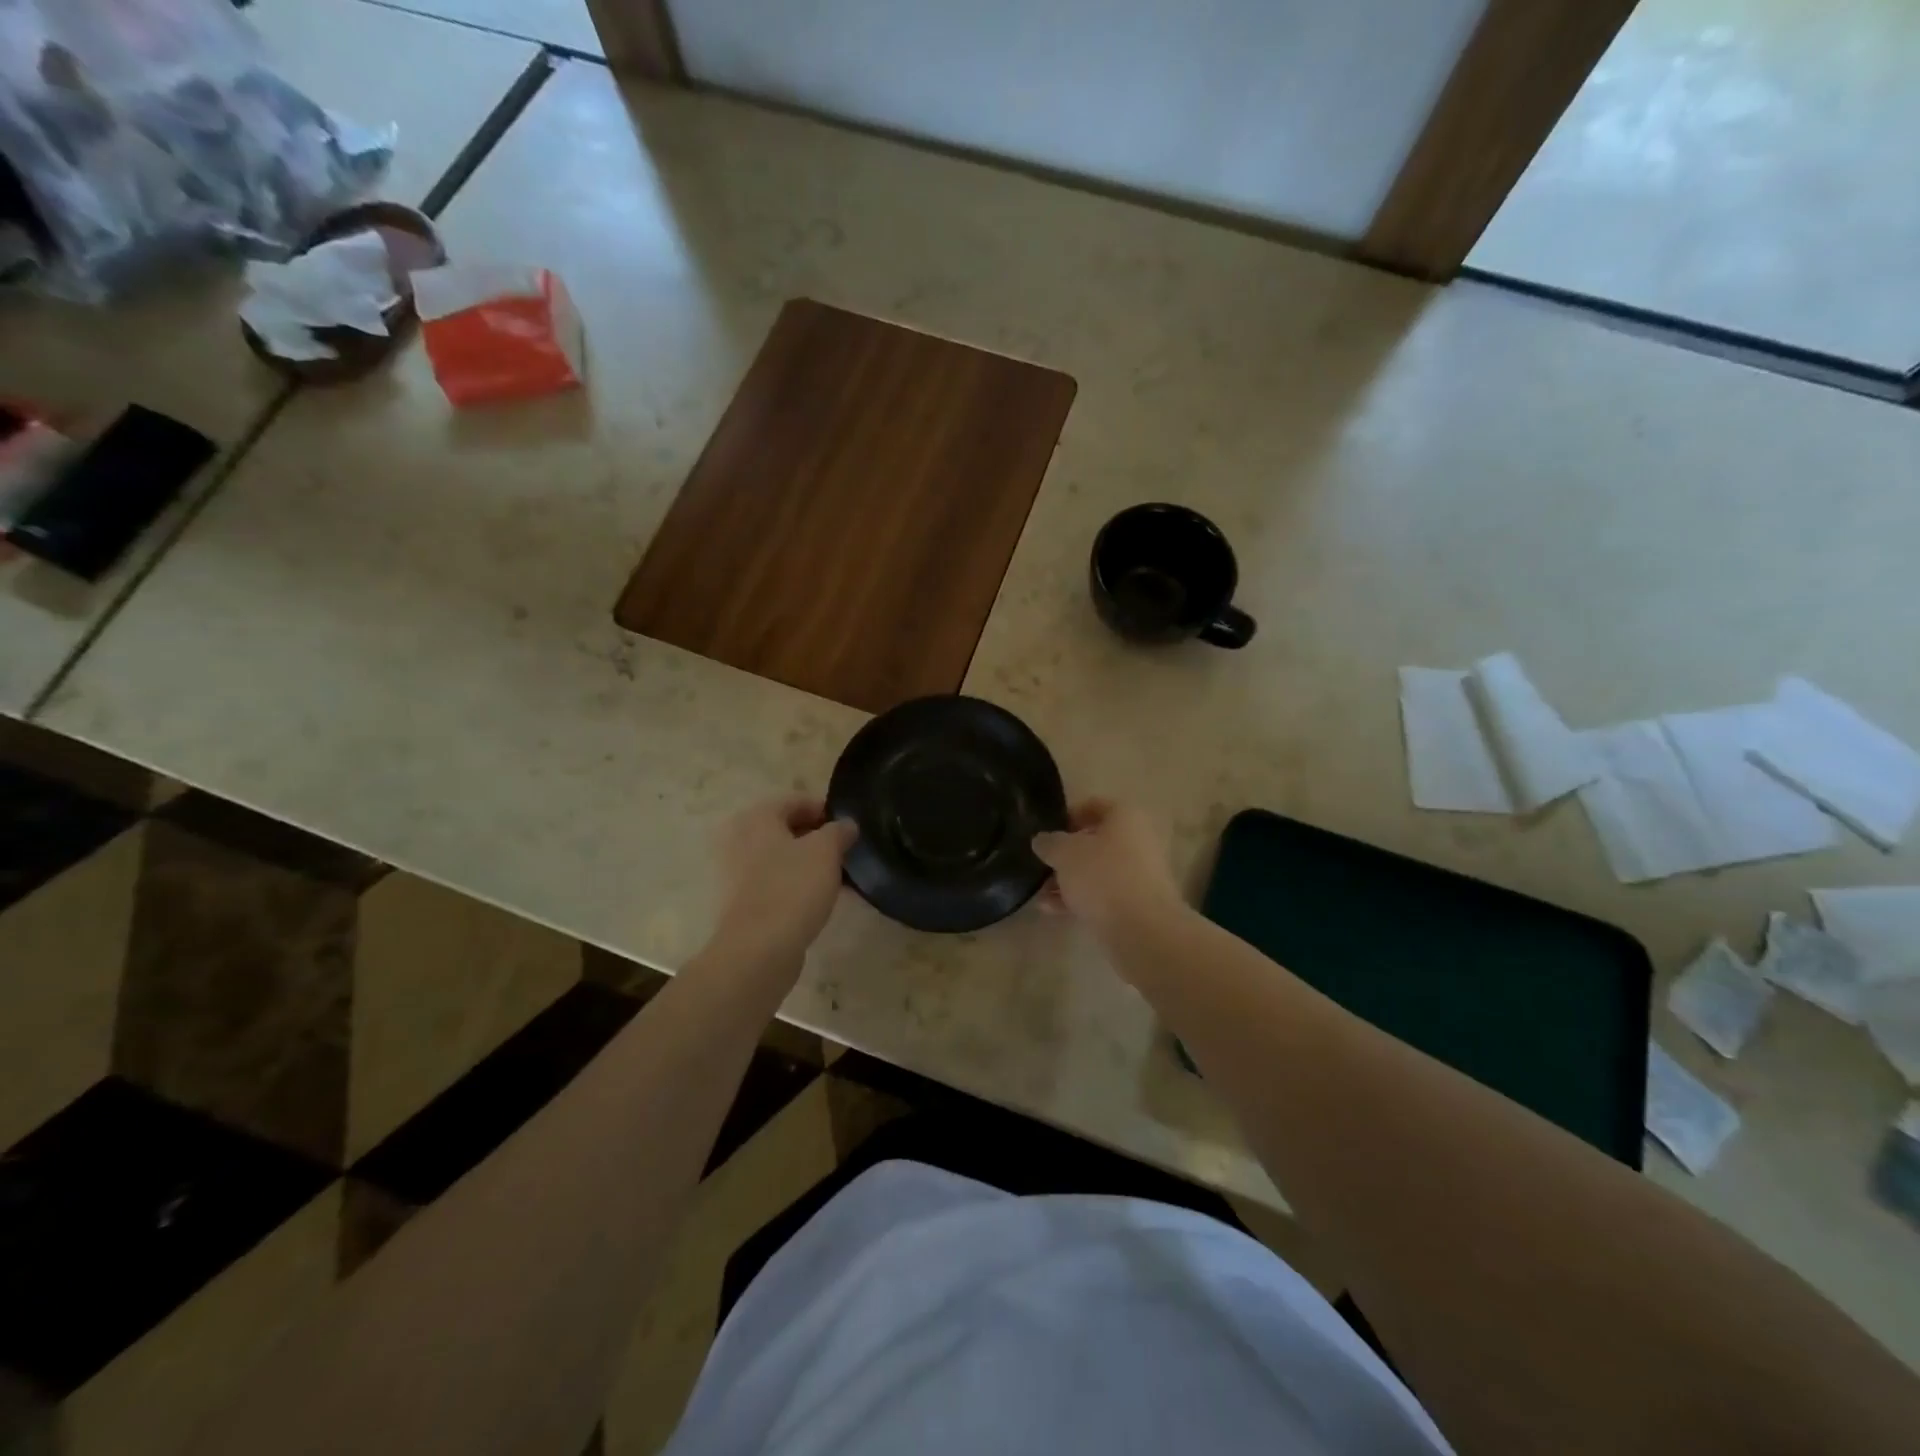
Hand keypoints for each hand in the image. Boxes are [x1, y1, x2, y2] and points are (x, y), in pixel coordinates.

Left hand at [709, 796, 856, 972]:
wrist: (758, 950)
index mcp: (756, 817)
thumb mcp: (826, 851)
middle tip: (845, 852)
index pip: (796, 800)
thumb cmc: (792, 888)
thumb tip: (846, 825)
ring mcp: (735, 872)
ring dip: (808, 863)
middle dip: (817, 838)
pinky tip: (818, 898)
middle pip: (786, 829)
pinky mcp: (740, 901)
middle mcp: (739, 838)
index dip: (826, 810)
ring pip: (780, 857)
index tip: (849, 828)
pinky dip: (795, 884)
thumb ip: (839, 831)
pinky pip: (774, 881)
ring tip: (836, 877)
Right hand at [1032, 799, 1181, 936]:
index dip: (1066, 816)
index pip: (1092, 805)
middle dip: (1065, 855)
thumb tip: (1042, 840)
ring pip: (1097, 870)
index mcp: (1125, 817)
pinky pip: (1103, 894)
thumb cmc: (1103, 877)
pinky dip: (1080, 899)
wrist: (1143, 930)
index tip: (1045, 833)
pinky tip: (1053, 910)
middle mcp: (1137, 840)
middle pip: (1094, 841)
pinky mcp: (1137, 903)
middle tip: (1042, 865)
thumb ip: (1049, 843)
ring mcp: (1140, 873)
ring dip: (1069, 880)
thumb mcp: (1065, 854)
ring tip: (1041, 894)